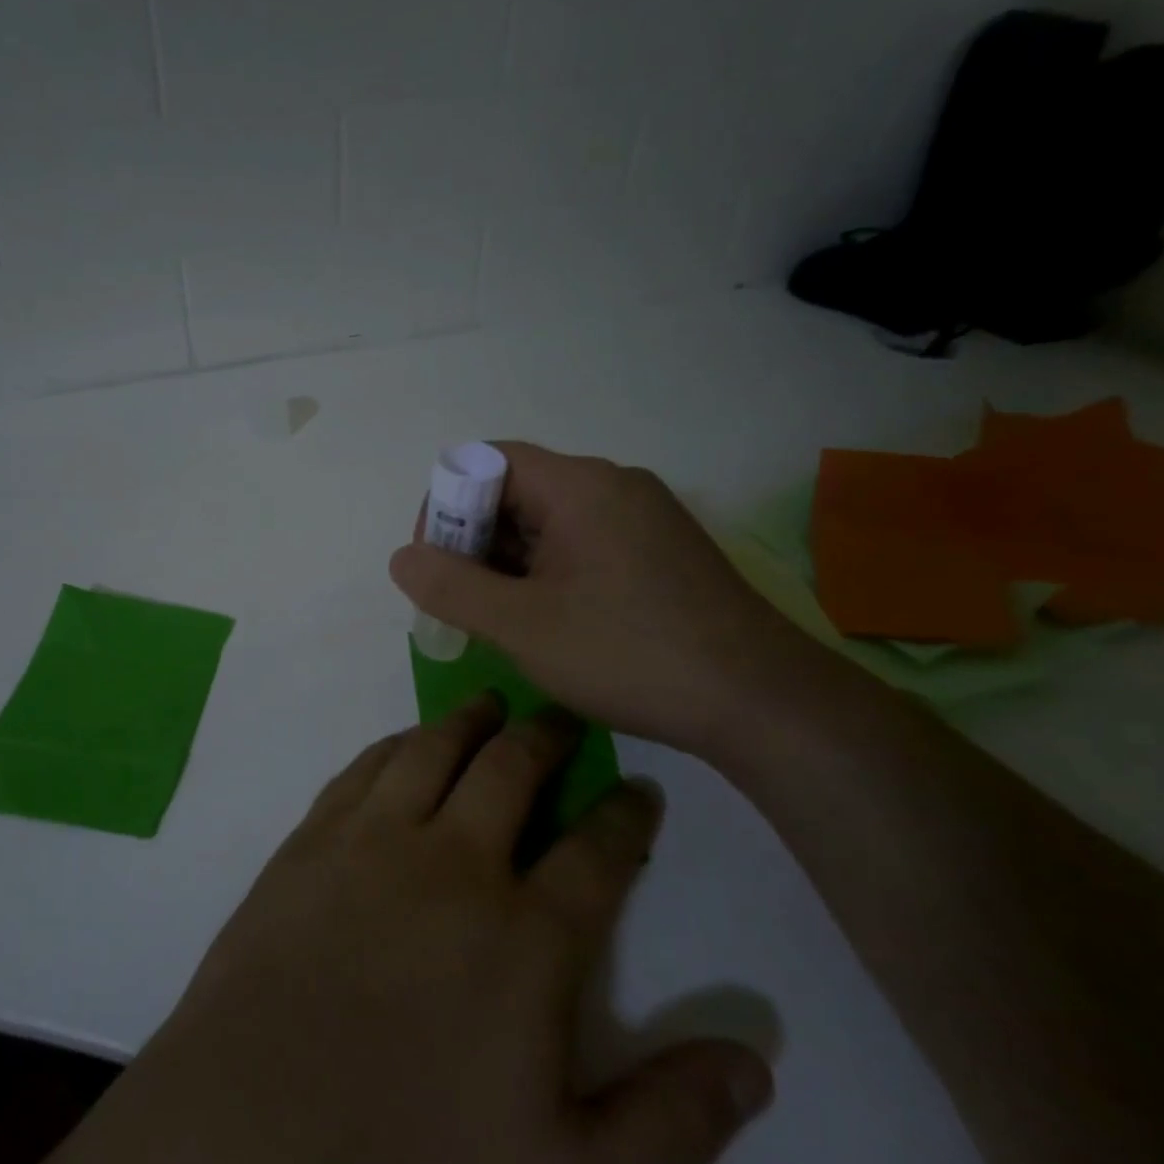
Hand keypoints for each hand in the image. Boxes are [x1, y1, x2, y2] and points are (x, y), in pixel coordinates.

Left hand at [0, 698, 771, 1163]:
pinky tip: (407, 743)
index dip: (628, 813)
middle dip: (549, 736)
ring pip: (435, 748)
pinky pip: (365, 768)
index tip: (641, 789)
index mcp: (526, 934)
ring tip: (493, 706)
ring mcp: (374, 842)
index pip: (599, 849)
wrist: (249, 1143)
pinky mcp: (312, 841)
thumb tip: (759, 1060)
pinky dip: (397, 744)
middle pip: (514, 769)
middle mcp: (454, 862)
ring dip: (471, 720)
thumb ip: (673, 1123)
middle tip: (563, 718)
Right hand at [390, 442, 819, 756]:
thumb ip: (450, 586)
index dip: (446, 504)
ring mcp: (644, 520)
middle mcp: (614, 487)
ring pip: (551, 523)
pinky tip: (548, 623)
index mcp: (580, 486)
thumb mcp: (521, 626)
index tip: (433, 562)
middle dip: (474, 540)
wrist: (761, 703)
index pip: (488, 461)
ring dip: (511, 563)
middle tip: (460, 601)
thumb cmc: (628, 654)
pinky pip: (584, 546)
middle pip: (519, 490)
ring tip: (500, 620)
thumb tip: (402, 557)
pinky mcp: (661, 554)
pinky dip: (549, 574)